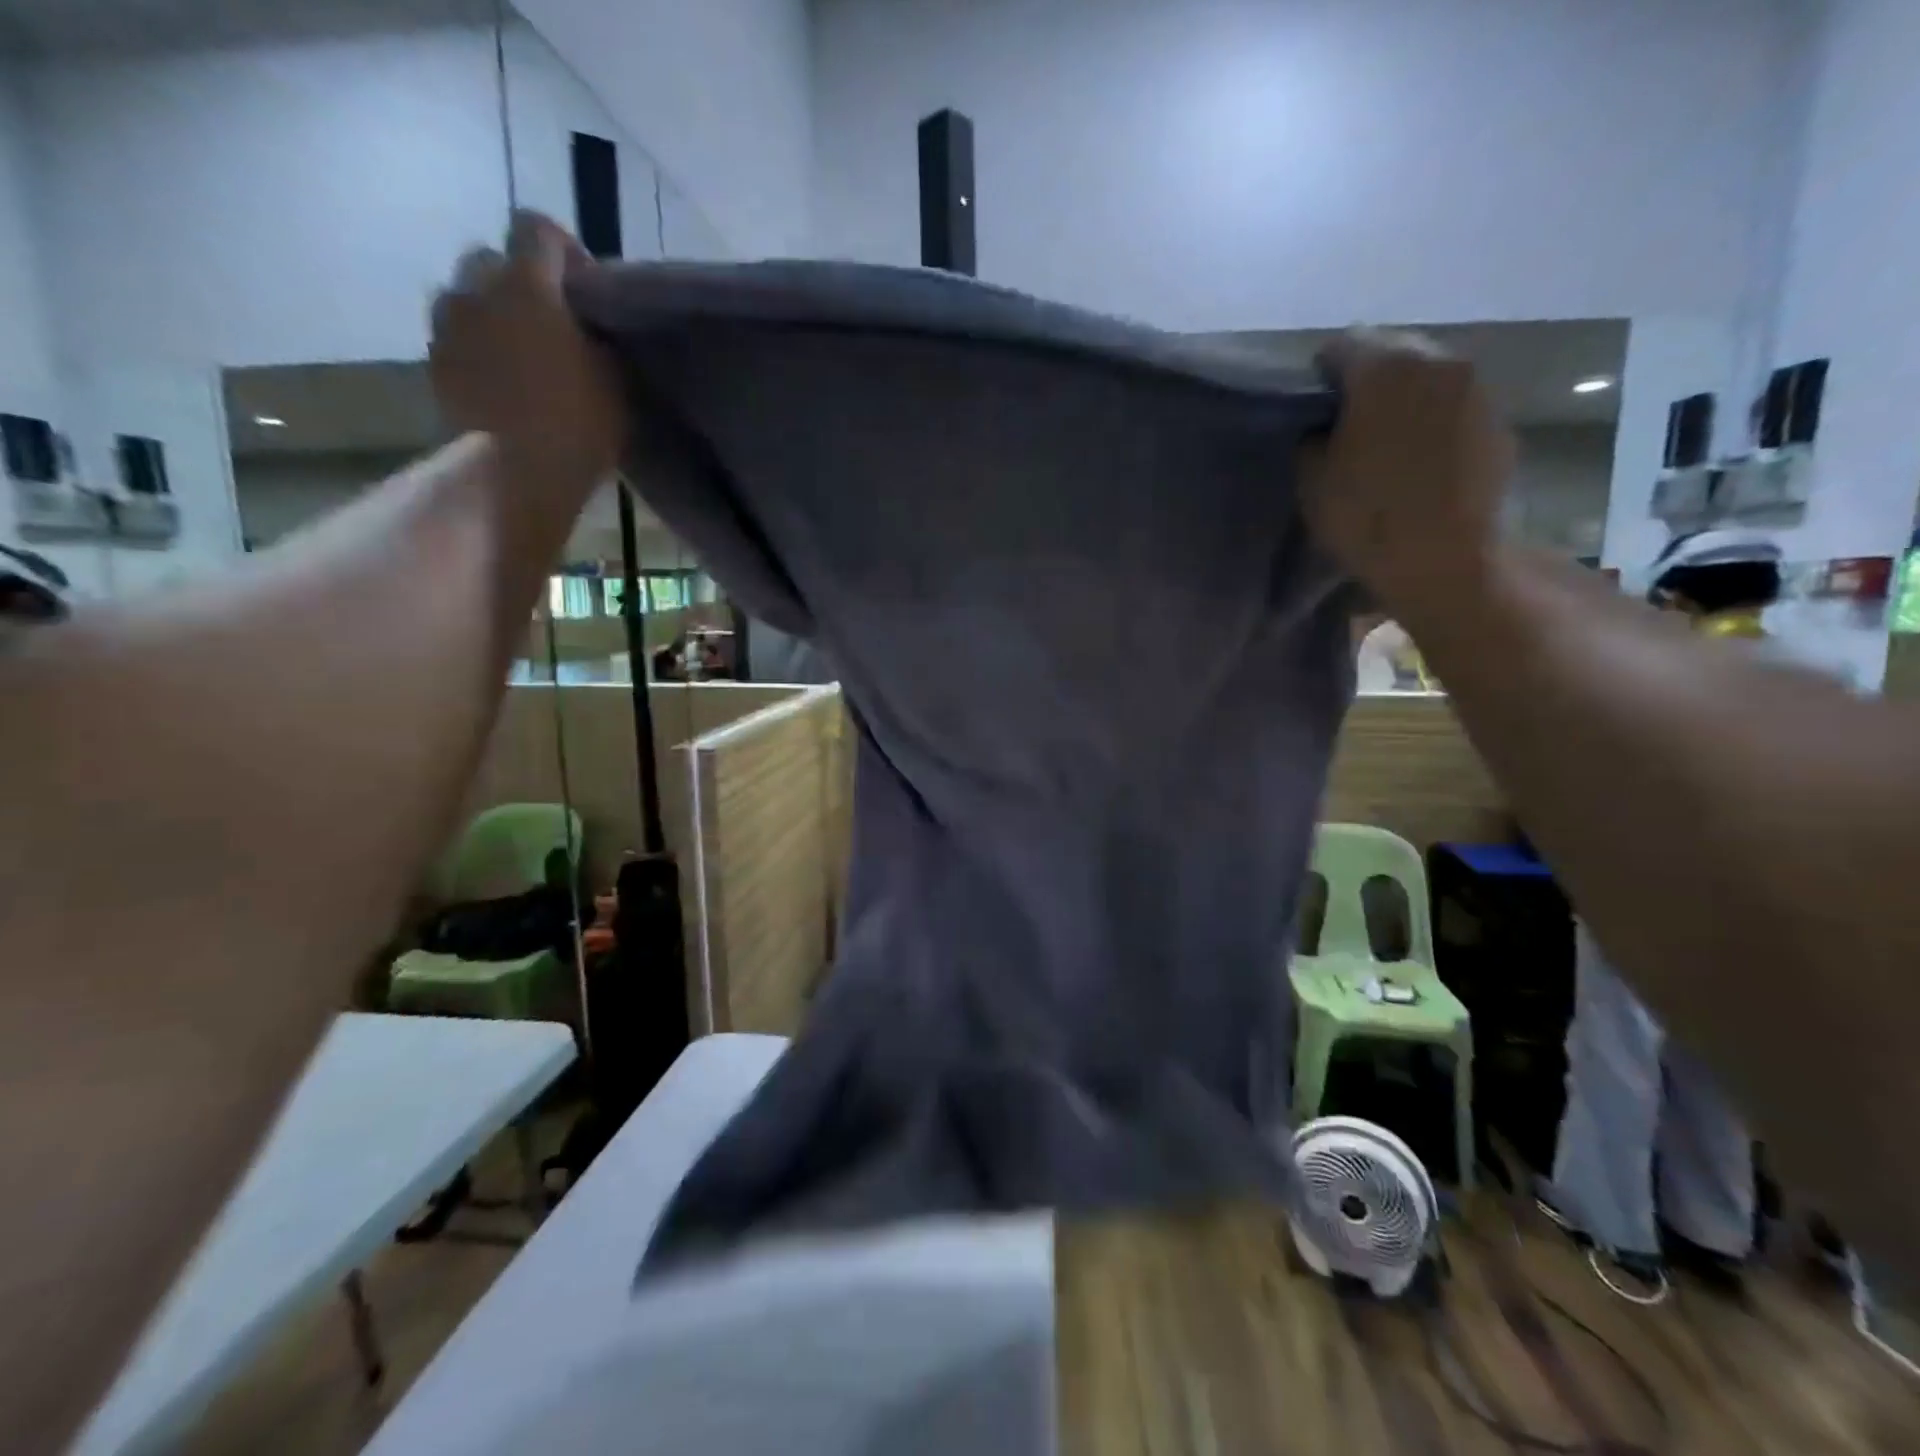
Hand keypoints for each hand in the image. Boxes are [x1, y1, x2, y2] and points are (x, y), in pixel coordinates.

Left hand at [430, 211, 624, 492]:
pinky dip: (477, 351)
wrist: (517, 474)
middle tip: (551, 325)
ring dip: (492, 316)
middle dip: (520, 283)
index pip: (536, 228)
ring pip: (468, 300)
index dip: (563, 250)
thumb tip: (588, 327)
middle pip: (492, 260)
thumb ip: (598, 338)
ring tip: (522, 356)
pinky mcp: (434, 366)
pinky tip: (502, 384)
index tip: (586, 288)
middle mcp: (477, 290)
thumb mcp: (615, 380)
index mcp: (528, 284)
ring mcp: (448, 327)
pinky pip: (456, 341)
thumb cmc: (578, 424)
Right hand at [1302, 329, 1514, 612]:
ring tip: (1388, 438)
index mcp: (1384, 369)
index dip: (1321, 373)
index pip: (1342, 344)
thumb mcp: (1313, 482)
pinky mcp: (1498, 418)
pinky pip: (1455, 402)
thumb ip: (1313, 438)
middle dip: (1368, 376)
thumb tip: (1325, 426)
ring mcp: (1476, 387)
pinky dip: (1435, 417)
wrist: (1447, 560)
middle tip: (1349, 420)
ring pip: (1428, 373)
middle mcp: (1437, 361)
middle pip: (1393, 349)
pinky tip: (1421, 456)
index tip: (1313, 406)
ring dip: (1405, 395)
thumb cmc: (1367, 519)